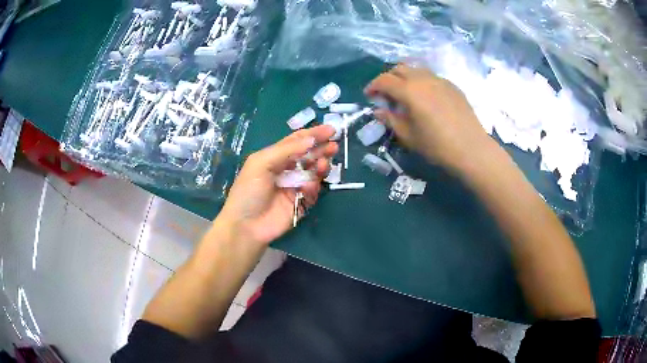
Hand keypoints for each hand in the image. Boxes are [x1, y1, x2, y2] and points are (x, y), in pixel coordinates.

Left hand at [216, 125, 337, 246]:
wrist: (247, 225)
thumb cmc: (249, 190)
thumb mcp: (261, 163)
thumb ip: (286, 150)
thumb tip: (311, 139)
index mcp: (275, 157)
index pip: (297, 141)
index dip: (313, 134)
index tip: (331, 130)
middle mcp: (286, 169)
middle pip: (309, 155)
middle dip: (321, 149)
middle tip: (334, 146)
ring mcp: (295, 186)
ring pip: (314, 172)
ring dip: (321, 166)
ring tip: (324, 164)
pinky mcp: (301, 203)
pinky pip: (312, 191)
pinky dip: (313, 186)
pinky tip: (309, 186)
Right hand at [364, 64, 496, 172]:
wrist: (471, 149)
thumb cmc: (437, 146)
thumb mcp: (409, 136)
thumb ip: (390, 120)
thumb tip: (378, 111)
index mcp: (410, 91)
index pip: (384, 80)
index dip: (373, 85)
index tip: (369, 95)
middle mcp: (424, 79)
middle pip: (400, 68)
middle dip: (388, 78)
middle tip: (386, 93)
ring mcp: (440, 80)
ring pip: (417, 69)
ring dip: (406, 77)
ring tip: (405, 93)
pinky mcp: (452, 86)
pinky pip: (432, 76)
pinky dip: (422, 81)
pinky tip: (426, 97)